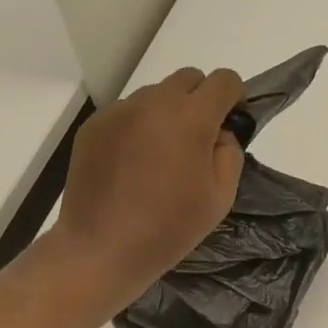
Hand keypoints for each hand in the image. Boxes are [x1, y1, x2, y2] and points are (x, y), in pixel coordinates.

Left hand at [52, 67, 245, 310]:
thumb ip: (230, 152)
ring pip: (155, 94)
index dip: (233, 97)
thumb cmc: (169, 227)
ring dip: (167, 112)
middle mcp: (154, 103)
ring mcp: (120, 111)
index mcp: (191, 118)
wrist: (102, 249)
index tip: (229, 121)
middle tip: (195, 140)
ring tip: (159, 155)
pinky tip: (131, 164)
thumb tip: (220, 132)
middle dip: (200, 99)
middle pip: (188, 78)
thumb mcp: (221, 196)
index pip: (224, 80)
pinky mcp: (94, 125)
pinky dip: (137, 127)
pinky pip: (127, 112)